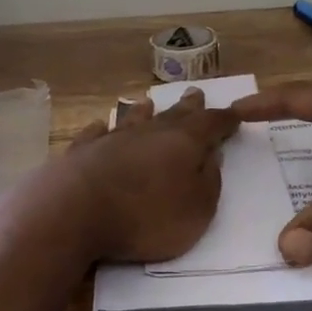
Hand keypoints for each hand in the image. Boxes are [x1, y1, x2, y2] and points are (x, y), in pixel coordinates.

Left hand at [56, 89, 241, 262]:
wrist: (75, 212)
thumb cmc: (146, 217)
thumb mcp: (196, 210)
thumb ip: (209, 182)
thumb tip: (212, 156)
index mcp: (183, 143)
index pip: (211, 124)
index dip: (225, 120)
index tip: (236, 114)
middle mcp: (148, 132)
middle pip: (173, 115)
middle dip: (188, 106)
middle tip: (196, 93)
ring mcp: (111, 139)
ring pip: (132, 118)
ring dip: (143, 111)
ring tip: (147, 102)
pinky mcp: (81, 152)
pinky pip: (94, 134)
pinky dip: (101, 129)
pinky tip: (100, 125)